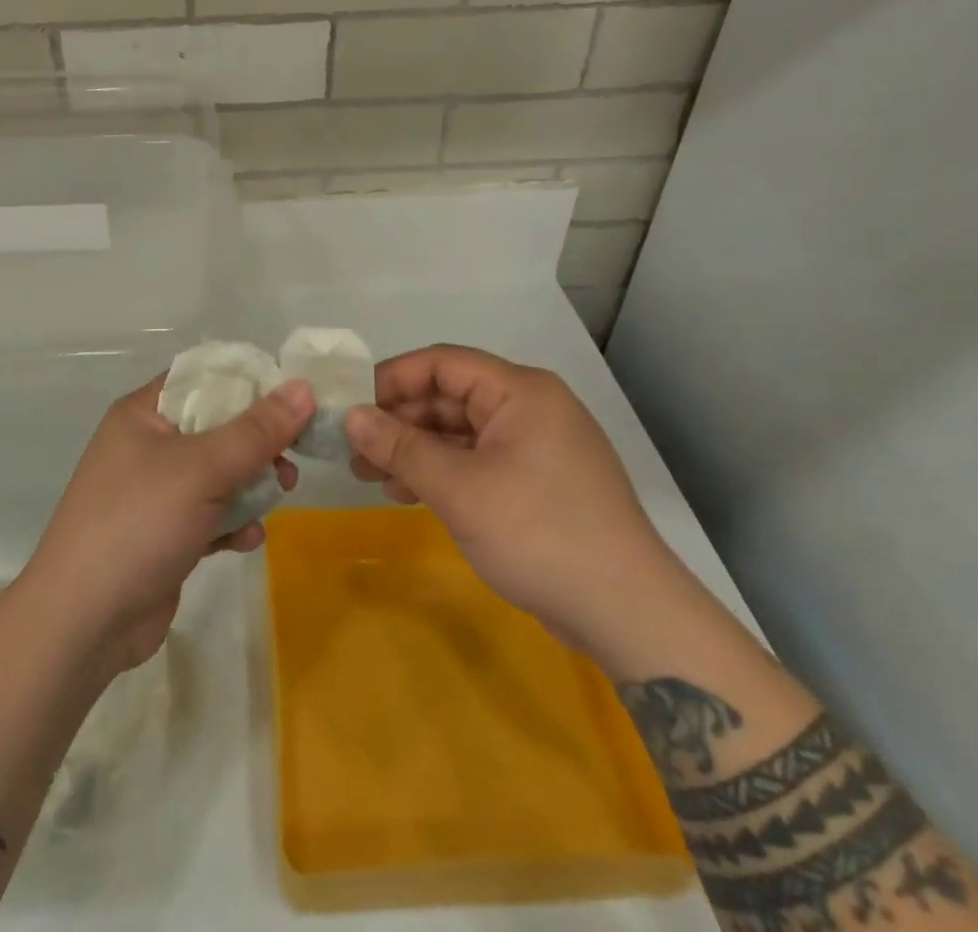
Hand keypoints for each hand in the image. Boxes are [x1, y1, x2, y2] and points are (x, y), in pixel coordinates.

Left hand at [22, 376, 312, 676]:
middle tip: (290, 459)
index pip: (203, 377)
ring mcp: (156, 492)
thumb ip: (256, 431)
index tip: (293, 396)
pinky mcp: (166, 534)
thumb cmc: (139, 523)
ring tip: (280, 496)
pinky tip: (248, 539)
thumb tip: (303, 387)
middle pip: (218, 426)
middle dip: (258, 443)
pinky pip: (211, 514)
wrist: (83, 623)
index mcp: (143, 413)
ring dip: (252, 484)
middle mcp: (148, 445)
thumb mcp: (202, 469)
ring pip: (220, 473)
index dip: (248, 381)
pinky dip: (233, 522)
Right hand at [347, 345, 674, 650]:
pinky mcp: (538, 482)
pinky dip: (443, 472)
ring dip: (416, 450)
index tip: (350, 404)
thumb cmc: (538, 533)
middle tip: (352, 450)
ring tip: (369, 475)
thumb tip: (350, 416)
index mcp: (520, 391)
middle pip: (450, 397)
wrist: (627, 613)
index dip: (392, 379)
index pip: (442, 363)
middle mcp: (530, 408)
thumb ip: (400, 447)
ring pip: (461, 432)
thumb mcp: (459, 488)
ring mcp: (537, 446)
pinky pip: (479, 461)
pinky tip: (408, 492)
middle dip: (399, 422)